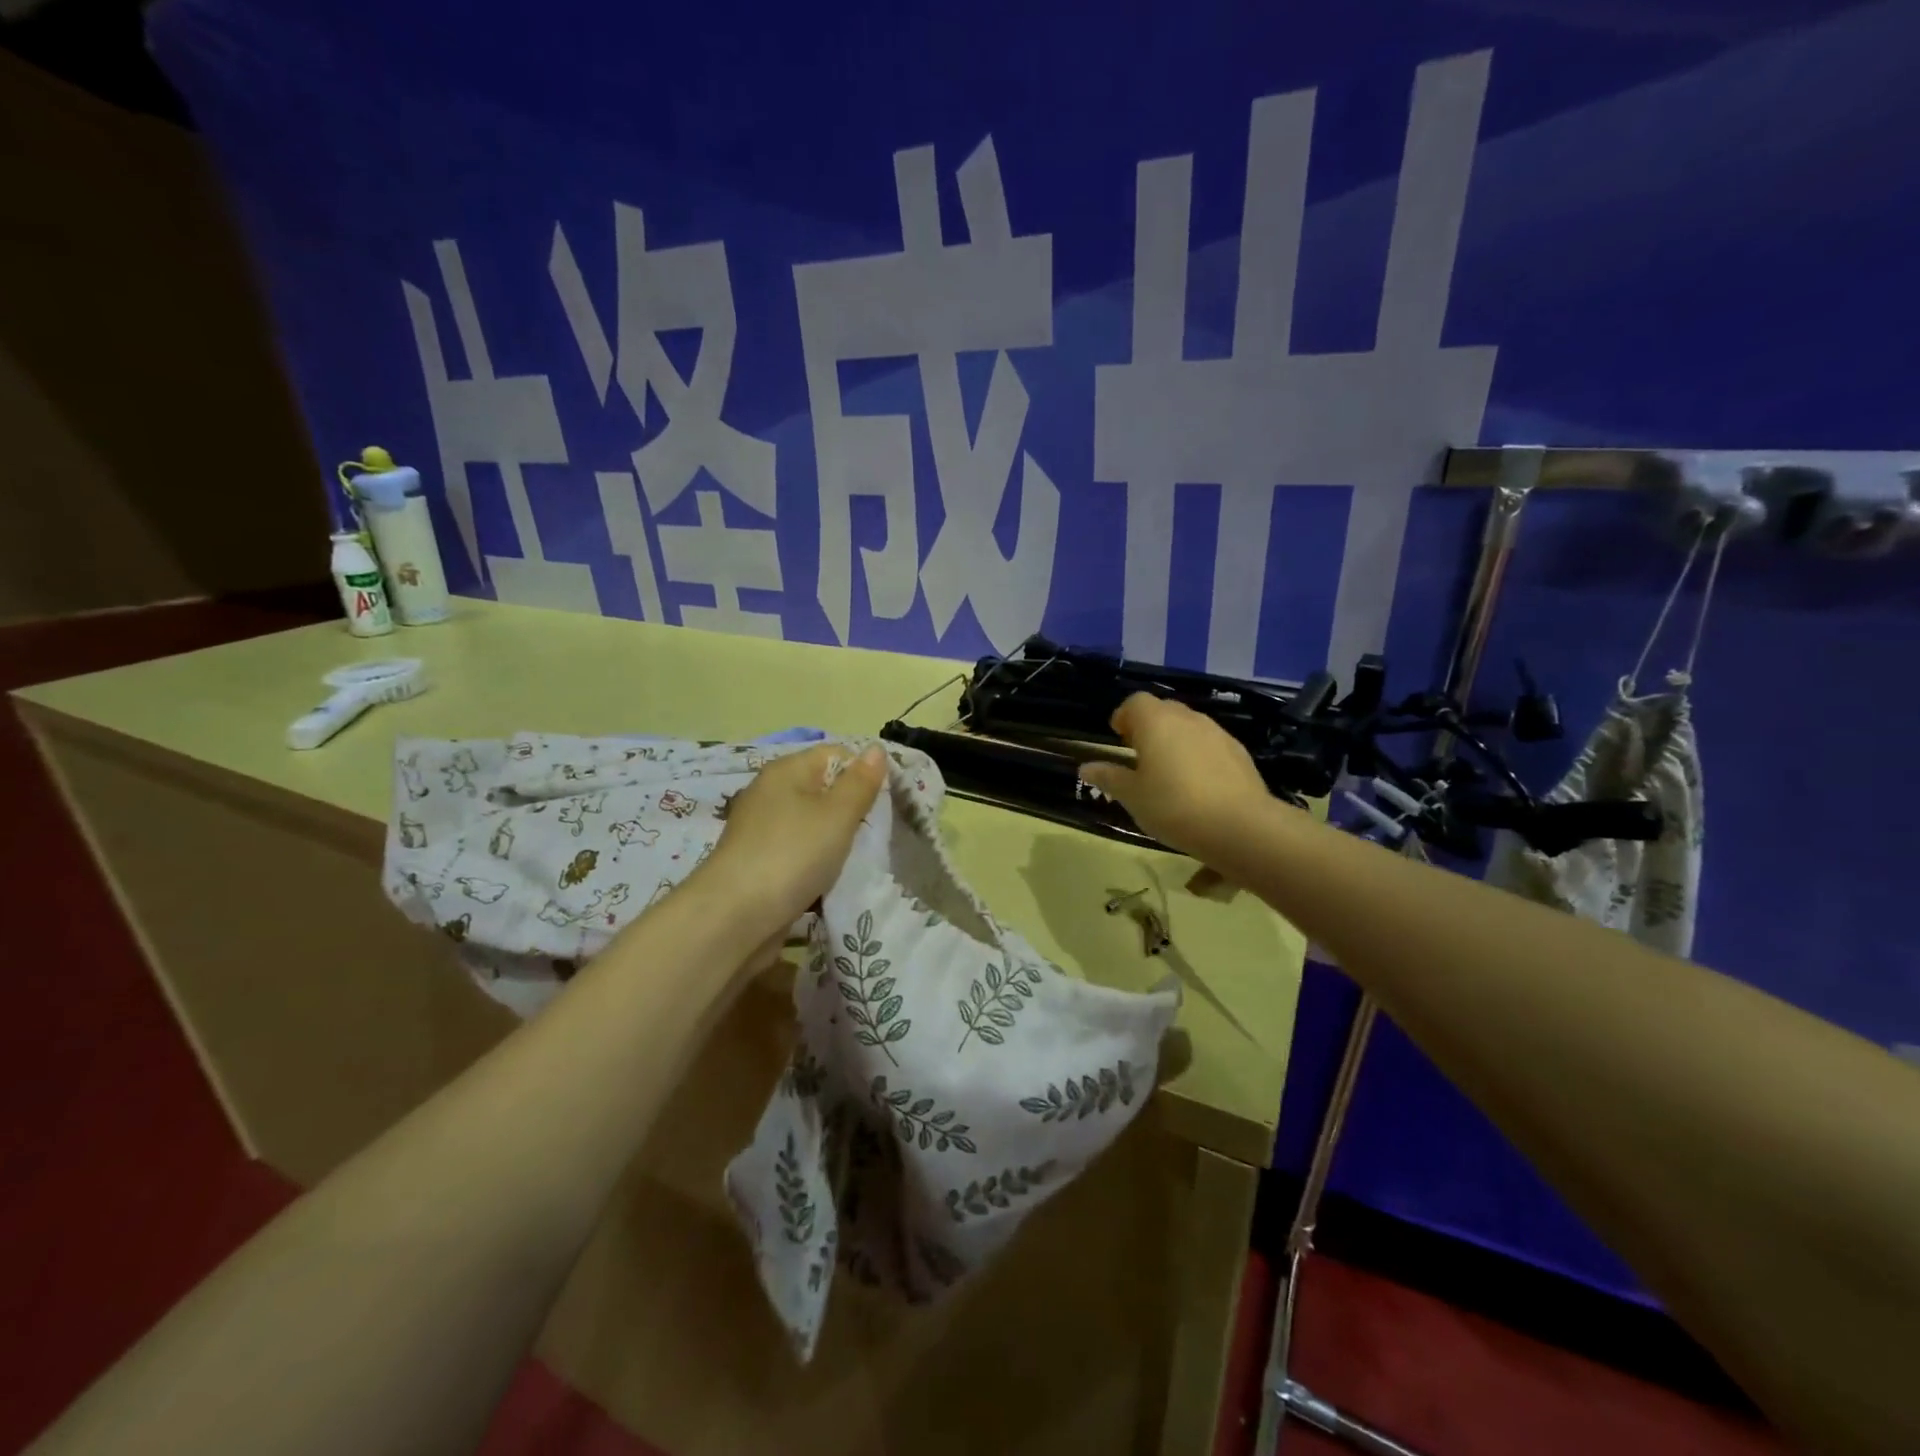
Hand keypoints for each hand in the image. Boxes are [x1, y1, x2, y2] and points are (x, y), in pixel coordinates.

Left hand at [694, 742, 887, 939]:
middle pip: (824, 791)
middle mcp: (770, 794)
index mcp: (786, 771)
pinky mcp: (759, 864)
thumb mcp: (837, 815)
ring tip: (859, 860)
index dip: (864, 773)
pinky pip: (799, 854)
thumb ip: (860, 783)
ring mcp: (762, 831)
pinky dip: (816, 865)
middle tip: (878, 834)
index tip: (886, 802)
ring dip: (836, 842)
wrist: (733, 919)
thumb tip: (875, 749)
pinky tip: (831, 881)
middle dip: (853, 811)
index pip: (835, 755)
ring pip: (813, 826)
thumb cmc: (792, 855)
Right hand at [1078, 693, 1274, 858]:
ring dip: (1175, 740)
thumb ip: (1109, 777)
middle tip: (1139, 755)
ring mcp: (1216, 732)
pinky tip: (1197, 784)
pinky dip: (1198, 754)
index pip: (1135, 702)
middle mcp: (1187, 718)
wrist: (1239, 826)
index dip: (1124, 716)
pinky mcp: (1238, 751)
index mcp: (1155, 722)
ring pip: (1188, 726)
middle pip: (1163, 710)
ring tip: (1168, 772)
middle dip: (1148, 726)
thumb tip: (1085, 767)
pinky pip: (1209, 743)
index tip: (1119, 738)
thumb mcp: (1132, 796)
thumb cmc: (1173, 806)